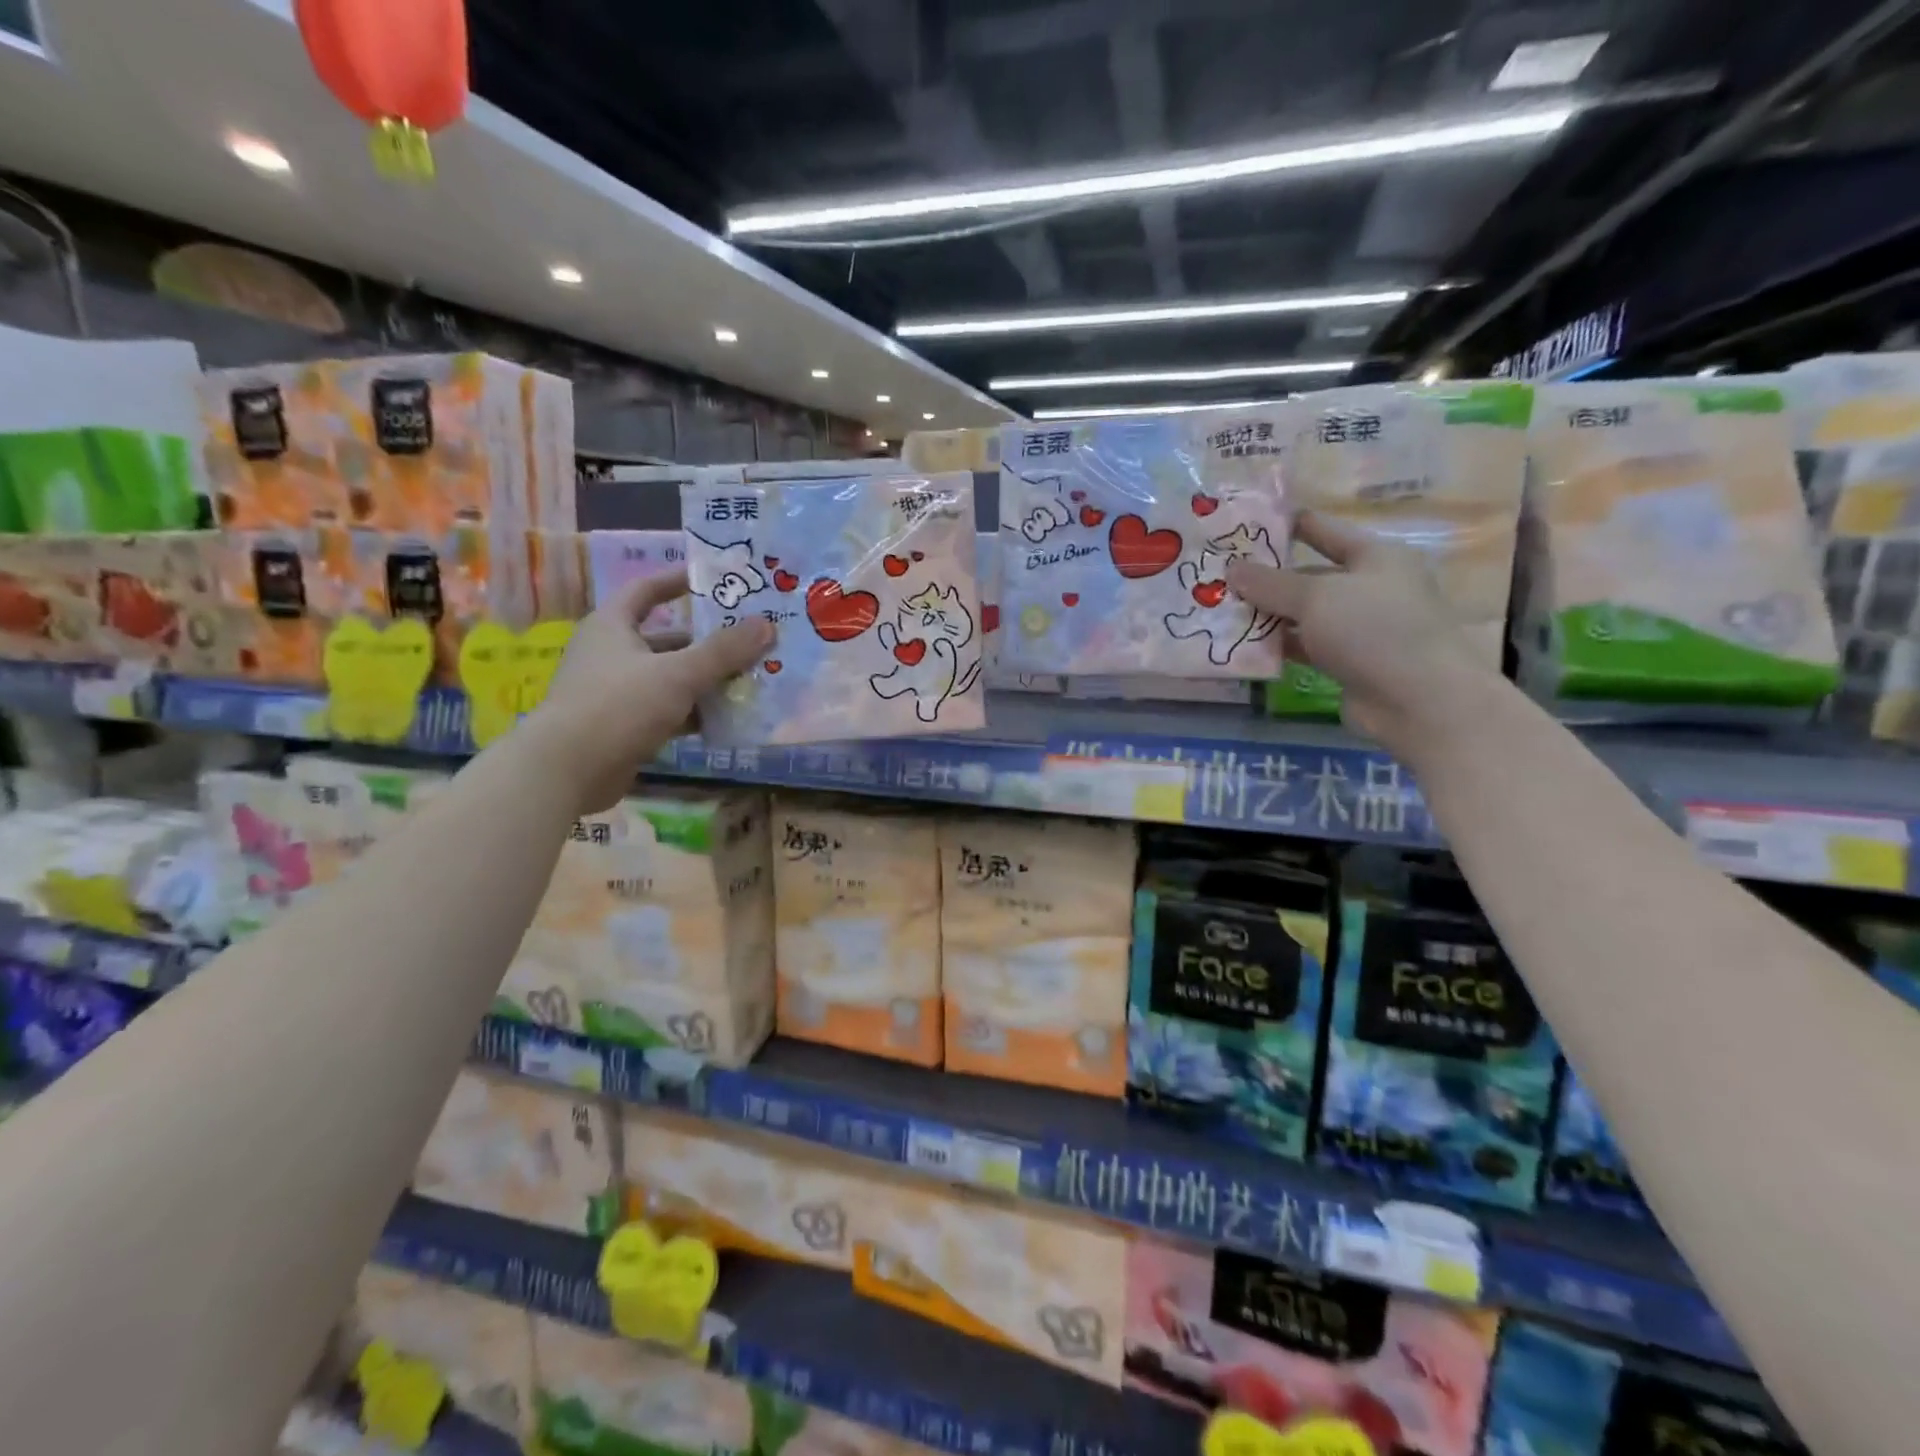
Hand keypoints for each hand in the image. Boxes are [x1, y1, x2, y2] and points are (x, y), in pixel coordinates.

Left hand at [531, 572, 771, 812]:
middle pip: (667, 638)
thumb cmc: (619, 706)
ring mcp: (616, 692)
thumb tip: (767, 623)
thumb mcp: (678, 674)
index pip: (646, 589)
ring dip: (705, 679)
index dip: (677, 580)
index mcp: (612, 626)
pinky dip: (694, 712)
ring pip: (670, 677)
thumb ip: (724, 651)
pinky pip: (667, 710)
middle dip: (707, 641)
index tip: (713, 578)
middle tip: (748, 639)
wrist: (568, 770)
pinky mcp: (624, 726)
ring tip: (748, 678)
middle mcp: (611, 653)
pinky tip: (727, 718)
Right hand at [1226, 512, 1493, 756]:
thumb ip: (1270, 583)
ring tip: (1222, 613)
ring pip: (1305, 614)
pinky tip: (1244, 647)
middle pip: (1309, 576)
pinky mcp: (1351, 662)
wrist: (1420, 700)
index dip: (1282, 526)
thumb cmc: (1374, 630)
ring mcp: (1361, 627)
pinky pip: (1307, 646)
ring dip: (1268, 615)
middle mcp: (1370, 586)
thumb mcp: (1316, 598)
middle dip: (1266, 580)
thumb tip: (1231, 569)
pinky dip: (1280, 645)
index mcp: (1375, 555)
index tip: (1240, 527)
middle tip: (1218, 580)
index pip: (1321, 530)